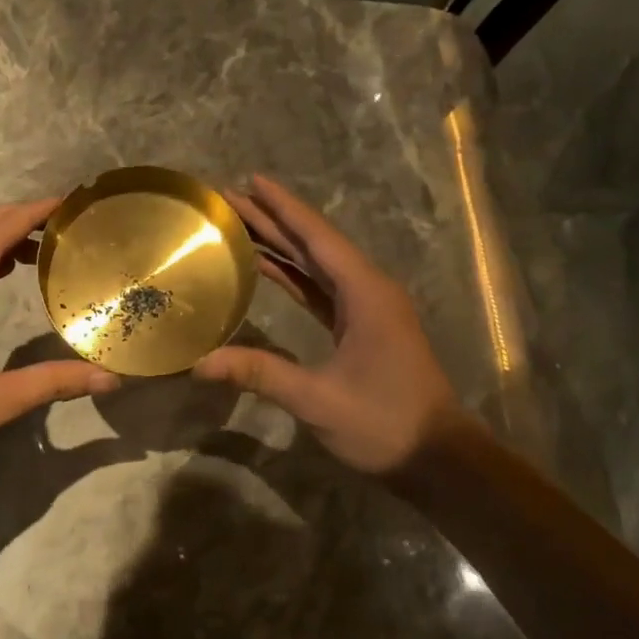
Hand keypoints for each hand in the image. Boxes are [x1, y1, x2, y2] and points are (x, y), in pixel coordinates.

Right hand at [193, 175, 459, 473]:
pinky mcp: (361, 327)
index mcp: (365, 292)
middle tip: (230, 198)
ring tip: (240, 224)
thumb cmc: (384, 423)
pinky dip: (293, 275)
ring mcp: (367, 308)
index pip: (316, 238)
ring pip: (317, 265)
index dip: (282, 207)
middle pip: (314, 244)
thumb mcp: (317, 400)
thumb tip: (200, 362)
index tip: (250, 180)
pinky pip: (321, 289)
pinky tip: (266, 268)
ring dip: (281, 245)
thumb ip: (259, 374)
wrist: (437, 458)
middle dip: (273, 220)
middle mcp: (367, 289)